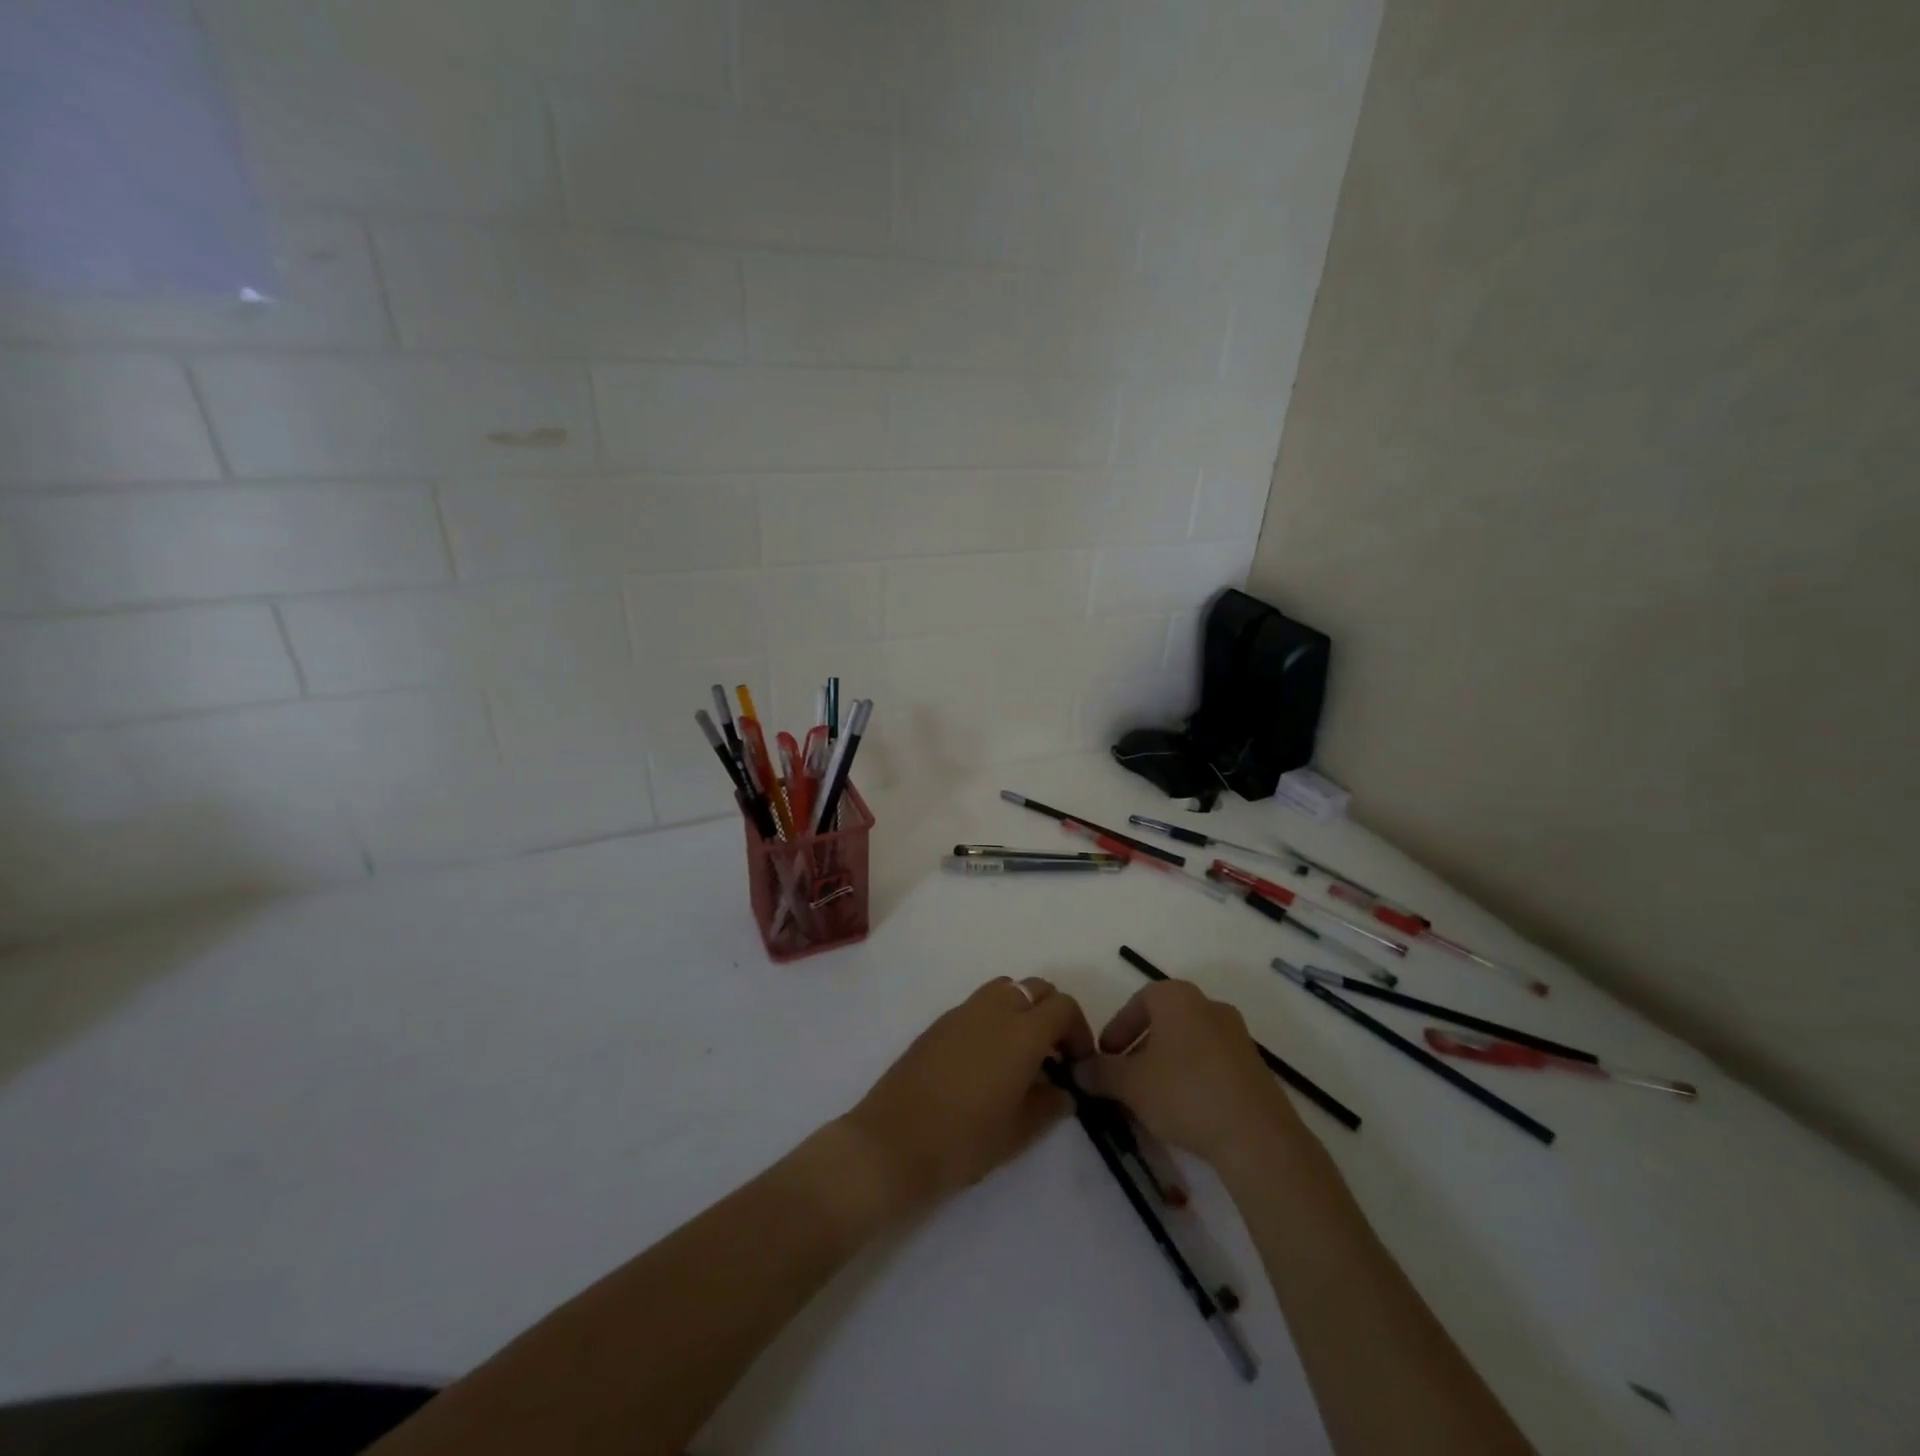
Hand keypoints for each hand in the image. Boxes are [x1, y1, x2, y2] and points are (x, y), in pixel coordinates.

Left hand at [840, 978, 1094, 1219]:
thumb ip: (1050, 1104)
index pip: (1063, 1007)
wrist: (893, 1143)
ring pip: (1006, 989)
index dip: (1078, 1031)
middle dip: (1052, 1015)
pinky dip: (995, 1018)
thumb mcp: (1019, 1131)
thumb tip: (1063, 1091)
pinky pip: (979, 1005)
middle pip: (1036, 989)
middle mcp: (994, 1009)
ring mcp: (962, 1011)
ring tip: (1021, 1055)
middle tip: (1054, 1056)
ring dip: (1022, 1010)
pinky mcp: (939, 1022)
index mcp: (1021, 1032)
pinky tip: (987, 1060)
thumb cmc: (964, 1141)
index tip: (1077, 1064)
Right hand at [1076, 979, 1303, 1170]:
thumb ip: (1100, 1072)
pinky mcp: (1254, 1066)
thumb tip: (1078, 1069)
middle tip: (1124, 1078)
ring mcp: (1237, 1035)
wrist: (1256, 1136)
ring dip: (1165, 1064)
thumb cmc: (1184, 1092)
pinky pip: (1211, 1062)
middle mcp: (1209, 1005)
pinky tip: (1183, 1109)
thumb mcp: (1129, 1083)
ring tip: (1150, 1098)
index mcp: (1177, 997)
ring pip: (1188, 1043)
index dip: (1117, 1029)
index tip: (1105, 1057)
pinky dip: (1191, 1077)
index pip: (1137, 1001)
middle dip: (1140, 1048)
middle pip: (1164, 1021)